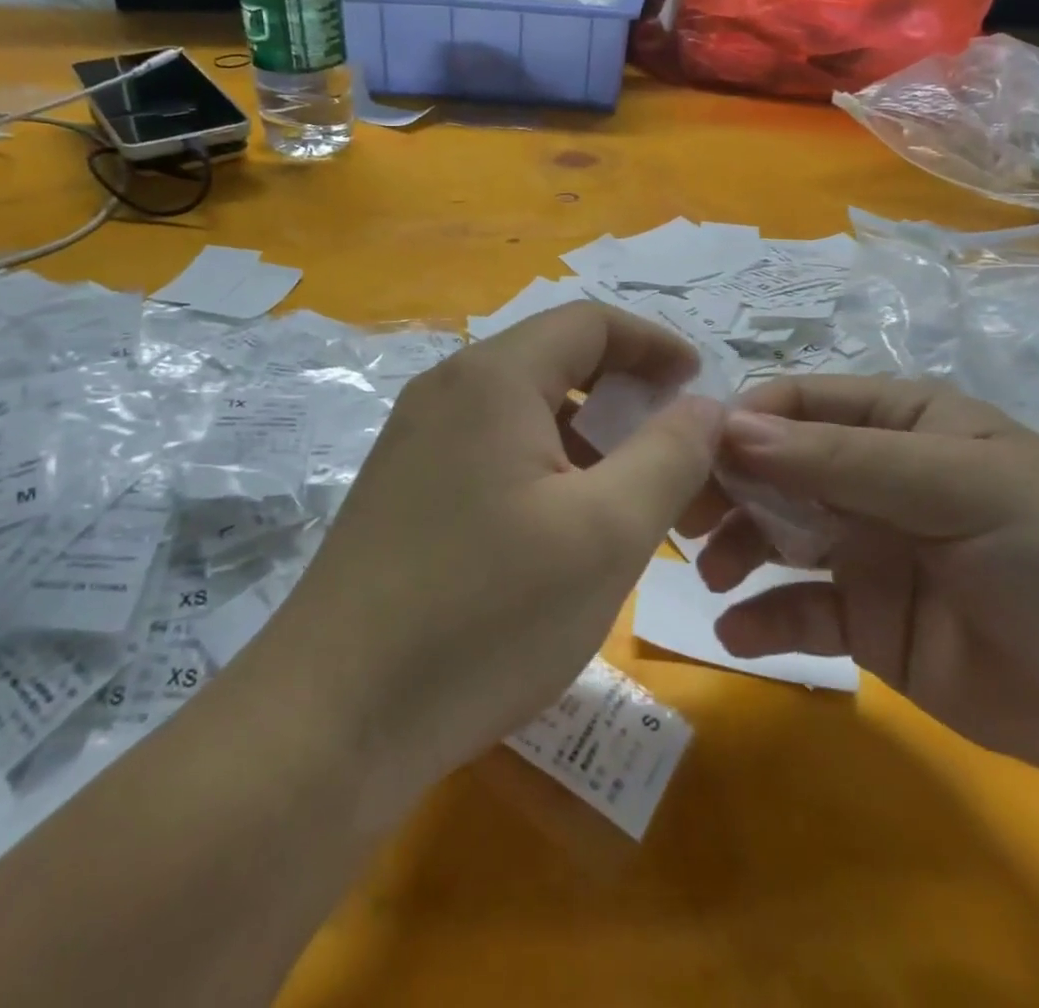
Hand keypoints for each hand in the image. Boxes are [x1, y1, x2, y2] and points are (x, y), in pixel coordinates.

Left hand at [265, 302, 725, 808]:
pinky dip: (543, 467)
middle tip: (676, 449)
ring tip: (631, 497)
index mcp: (493, 377)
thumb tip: (705, 405)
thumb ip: (670, 455)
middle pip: (554, 361)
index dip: (654, 343)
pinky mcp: (402, 488)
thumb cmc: (485, 614)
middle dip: (625, 394)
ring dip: (586, 437)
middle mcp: (446, 390)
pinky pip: (490, 450)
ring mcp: (415, 439)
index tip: (700, 385)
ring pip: (522, 410)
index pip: (589, 322)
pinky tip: (563, 529)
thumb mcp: (606, 533)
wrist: (333, 716)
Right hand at [699, 375, 1038, 802]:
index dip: (743, 422)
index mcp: (901, 424)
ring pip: (775, 534)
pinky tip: (739, 632)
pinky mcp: (868, 622)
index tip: (691, 454)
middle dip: (726, 486)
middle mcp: (873, 479)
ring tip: (715, 574)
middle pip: (774, 467)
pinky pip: (798, 610)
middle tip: (684, 517)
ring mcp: (867, 550)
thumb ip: (843, 462)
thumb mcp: (962, 491)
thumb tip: (729, 428)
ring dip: (736, 548)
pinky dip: (763, 618)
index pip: (799, 404)